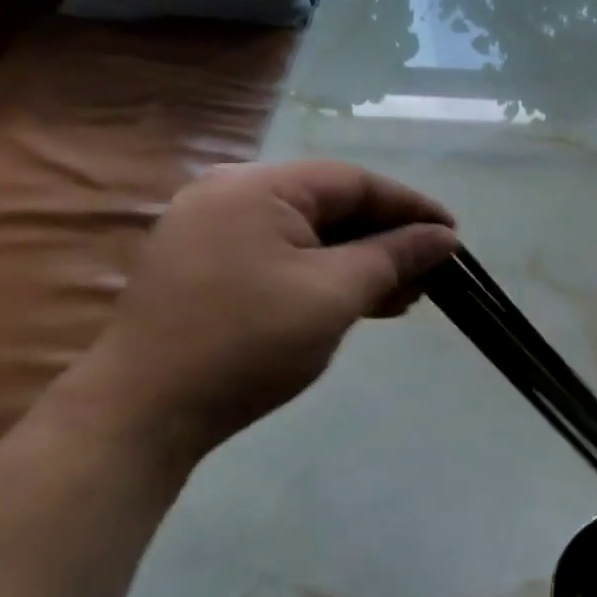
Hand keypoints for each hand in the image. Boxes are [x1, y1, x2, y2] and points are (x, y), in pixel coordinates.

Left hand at [79, 160, 458, 458]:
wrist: (142, 414)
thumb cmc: (248, 343)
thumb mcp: (335, 295)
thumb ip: (394, 256)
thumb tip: (444, 237)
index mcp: (257, 187)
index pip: (354, 182)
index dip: (411, 207)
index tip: (453, 236)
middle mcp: (231, 195)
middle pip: (331, 205)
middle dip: (387, 239)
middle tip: (432, 273)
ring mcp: (213, 231)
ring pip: (310, 234)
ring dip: (361, 261)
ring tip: (405, 295)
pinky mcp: (207, 267)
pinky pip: (283, 256)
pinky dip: (326, 275)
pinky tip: (361, 302)